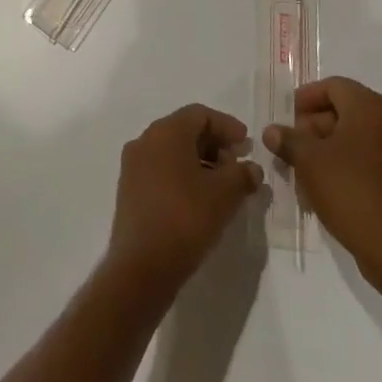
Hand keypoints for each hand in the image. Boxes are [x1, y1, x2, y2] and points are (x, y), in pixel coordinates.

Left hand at [107, 104, 263, 293]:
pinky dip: (182, 175)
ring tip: (222, 185)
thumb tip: (252, 169)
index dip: (226, 126)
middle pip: (184, 130)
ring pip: (172, 152)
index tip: (246, 143)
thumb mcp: (225, 194)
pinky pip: (160, 170)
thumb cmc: (186, 218)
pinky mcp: (129, 191)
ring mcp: (133, 166)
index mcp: (165, 132)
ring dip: (199, 161)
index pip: (200, 115)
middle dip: (214, 144)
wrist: (141, 267)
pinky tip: (200, 198)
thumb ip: (242, 174)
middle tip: (237, 164)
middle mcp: (145, 141)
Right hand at [263, 77, 381, 286]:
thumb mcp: (309, 162)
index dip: (307, 97)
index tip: (287, 115)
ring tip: (305, 168)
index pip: (334, 86)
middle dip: (315, 124)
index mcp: (371, 107)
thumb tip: (272, 131)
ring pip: (358, 134)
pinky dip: (349, 160)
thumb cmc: (349, 190)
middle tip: (293, 144)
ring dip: (330, 144)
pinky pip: (372, 154)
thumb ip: (288, 140)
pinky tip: (328, 183)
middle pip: (347, 108)